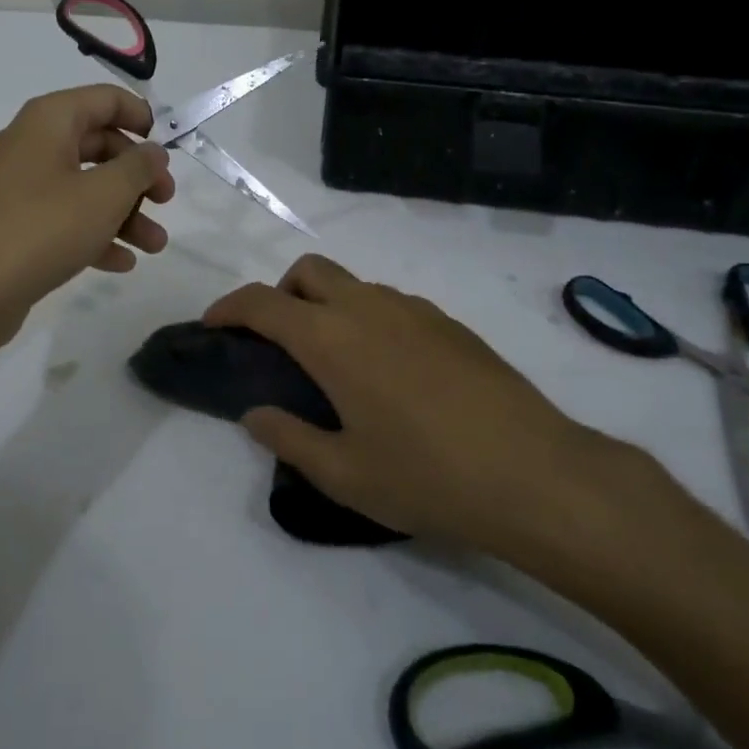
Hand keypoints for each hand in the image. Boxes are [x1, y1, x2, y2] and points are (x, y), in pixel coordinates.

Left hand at [0, 85, 176, 334]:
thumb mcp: (105, 195)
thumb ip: (138, 167)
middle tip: (166, 201)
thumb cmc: (43, 229)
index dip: (142, 118)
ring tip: (154, 246)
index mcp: (48, 121)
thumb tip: (152, 151)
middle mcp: (30, 145)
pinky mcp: (12, 225)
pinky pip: (62, 219)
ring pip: (83, 188)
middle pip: (98, 145)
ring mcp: (18, 187)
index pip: (105, 99)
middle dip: (137, 176)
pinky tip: (121, 263)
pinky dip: (93, 234)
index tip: (168, 149)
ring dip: (123, 213)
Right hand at [204, 255, 652, 572]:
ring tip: (335, 364)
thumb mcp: (344, 474)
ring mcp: (414, 310)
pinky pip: (390, 303)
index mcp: (332, 338)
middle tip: (278, 343)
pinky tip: (388, 373)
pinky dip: (367, 318)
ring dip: (327, 305)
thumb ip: (289, 438)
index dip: (229, 307)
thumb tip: (255, 415)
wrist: (535, 474)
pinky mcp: (449, 323)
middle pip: (308, 271)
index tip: (213, 325)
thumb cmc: (427, 477)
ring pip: (352, 284)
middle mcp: (368, 307)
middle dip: (280, 293)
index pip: (263, 303)